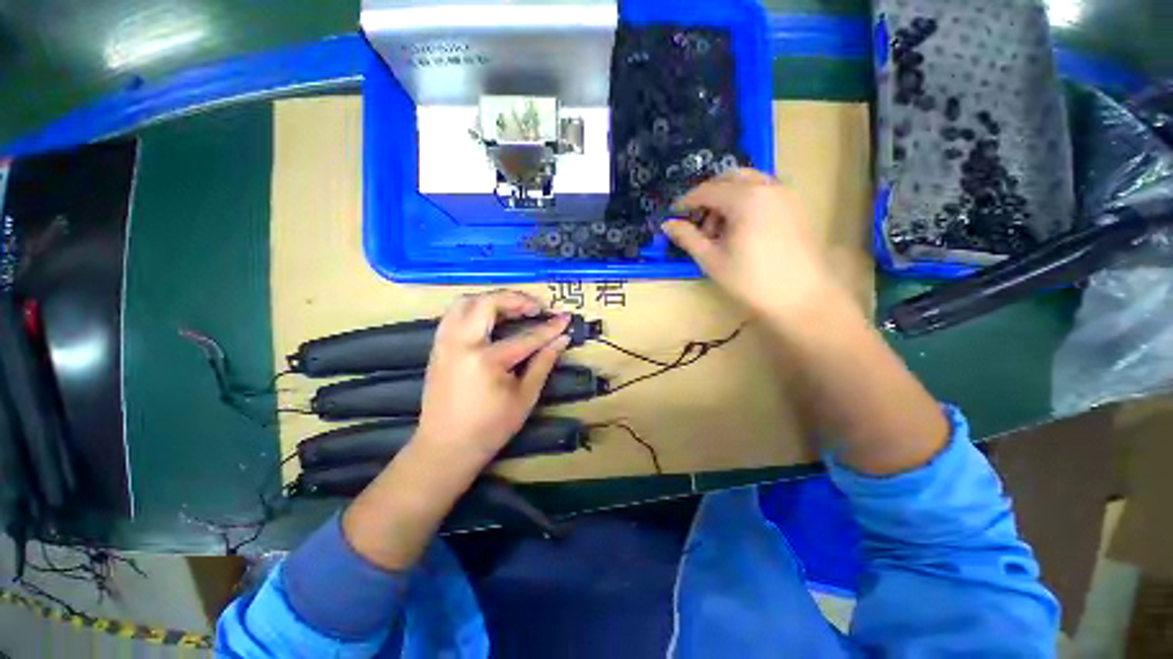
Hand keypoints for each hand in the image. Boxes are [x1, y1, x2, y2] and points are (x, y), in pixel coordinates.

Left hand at [415, 290, 570, 475]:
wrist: (445, 448)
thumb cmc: (489, 428)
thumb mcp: (524, 398)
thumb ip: (543, 364)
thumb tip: (561, 340)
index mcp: (486, 360)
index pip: (526, 337)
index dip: (549, 327)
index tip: (565, 318)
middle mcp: (462, 344)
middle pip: (488, 304)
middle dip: (516, 299)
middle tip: (535, 308)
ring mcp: (445, 343)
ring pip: (466, 302)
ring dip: (492, 299)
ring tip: (513, 308)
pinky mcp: (437, 347)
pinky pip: (454, 314)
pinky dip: (475, 308)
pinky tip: (490, 319)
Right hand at [663, 168, 846, 323]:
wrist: (802, 297)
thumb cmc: (751, 281)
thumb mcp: (712, 260)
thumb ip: (688, 238)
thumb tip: (667, 224)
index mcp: (745, 198)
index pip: (707, 190)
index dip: (687, 201)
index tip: (674, 214)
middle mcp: (767, 187)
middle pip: (729, 178)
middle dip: (709, 195)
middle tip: (698, 221)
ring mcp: (785, 194)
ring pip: (749, 182)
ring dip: (728, 197)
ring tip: (720, 230)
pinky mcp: (795, 205)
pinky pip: (764, 191)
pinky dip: (746, 200)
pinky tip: (741, 229)